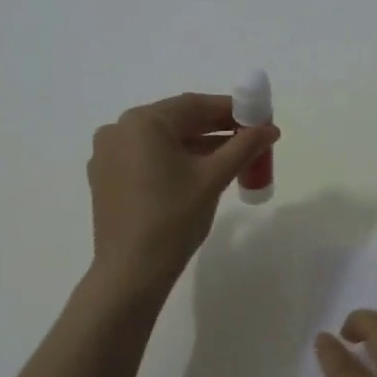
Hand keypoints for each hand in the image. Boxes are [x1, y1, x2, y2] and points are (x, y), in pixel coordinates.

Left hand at [87, 93, 278, 285]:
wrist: (131, 272)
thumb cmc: (173, 218)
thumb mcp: (214, 178)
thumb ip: (244, 147)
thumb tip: (270, 128)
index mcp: (142, 122)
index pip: (194, 105)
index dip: (230, 110)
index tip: (258, 118)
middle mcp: (119, 130)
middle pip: (176, 121)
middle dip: (215, 128)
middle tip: (249, 137)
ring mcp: (108, 154)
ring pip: (162, 140)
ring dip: (197, 145)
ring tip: (233, 156)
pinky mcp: (106, 178)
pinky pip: (147, 157)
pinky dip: (175, 159)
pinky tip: (200, 172)